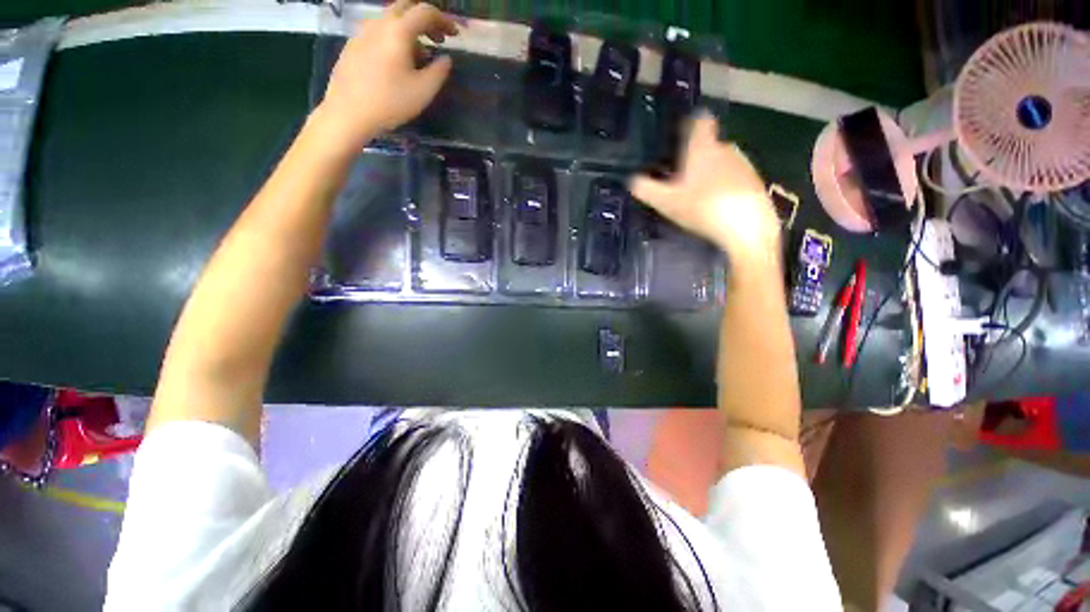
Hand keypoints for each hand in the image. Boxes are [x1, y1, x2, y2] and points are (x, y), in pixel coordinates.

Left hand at [316, 0, 459, 150]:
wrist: (348, 112)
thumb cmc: (390, 102)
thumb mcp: (424, 91)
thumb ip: (439, 71)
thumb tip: (445, 59)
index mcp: (399, 30)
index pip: (425, 12)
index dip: (444, 21)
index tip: (455, 35)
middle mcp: (380, 23)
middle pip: (406, 8)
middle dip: (426, 19)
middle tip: (438, 38)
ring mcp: (363, 31)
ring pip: (391, 19)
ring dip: (410, 30)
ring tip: (421, 54)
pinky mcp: (354, 44)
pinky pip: (379, 31)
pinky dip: (395, 37)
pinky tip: (398, 60)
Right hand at [629, 111, 779, 261]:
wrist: (747, 228)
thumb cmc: (702, 209)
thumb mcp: (666, 202)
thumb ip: (646, 189)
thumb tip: (631, 180)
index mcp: (703, 149)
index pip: (700, 122)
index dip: (691, 123)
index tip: (682, 133)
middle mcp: (726, 149)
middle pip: (710, 144)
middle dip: (698, 155)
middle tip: (683, 175)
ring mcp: (744, 165)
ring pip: (724, 161)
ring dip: (712, 171)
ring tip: (700, 193)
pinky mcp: (756, 183)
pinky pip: (736, 177)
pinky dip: (726, 185)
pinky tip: (719, 205)